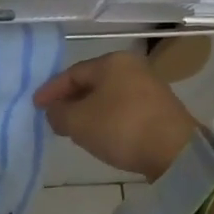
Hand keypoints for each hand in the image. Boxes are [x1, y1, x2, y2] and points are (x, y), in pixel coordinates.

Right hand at [32, 50, 198, 181]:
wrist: (177, 152)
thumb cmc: (122, 128)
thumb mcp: (79, 122)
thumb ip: (59, 114)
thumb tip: (54, 112)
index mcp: (112, 61)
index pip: (72, 73)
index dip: (51, 90)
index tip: (36, 105)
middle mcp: (132, 67)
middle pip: (92, 83)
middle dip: (71, 100)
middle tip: (54, 116)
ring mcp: (150, 87)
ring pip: (109, 96)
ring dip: (90, 110)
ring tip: (75, 128)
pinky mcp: (161, 109)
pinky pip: (124, 109)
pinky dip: (108, 119)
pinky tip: (102, 134)